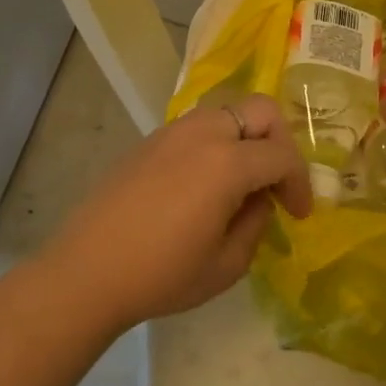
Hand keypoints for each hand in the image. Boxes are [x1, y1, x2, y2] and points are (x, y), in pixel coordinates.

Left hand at [38, 94, 310, 330]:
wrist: (86, 272)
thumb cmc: (161, 275)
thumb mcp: (226, 265)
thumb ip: (256, 224)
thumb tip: (259, 199)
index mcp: (227, 162)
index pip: (282, 156)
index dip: (299, 183)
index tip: (299, 214)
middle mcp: (203, 133)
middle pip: (260, 110)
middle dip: (280, 142)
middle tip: (276, 181)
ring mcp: (172, 132)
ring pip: (227, 112)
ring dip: (247, 138)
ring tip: (243, 181)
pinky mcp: (149, 141)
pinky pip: (198, 127)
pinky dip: (218, 143)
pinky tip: (207, 183)